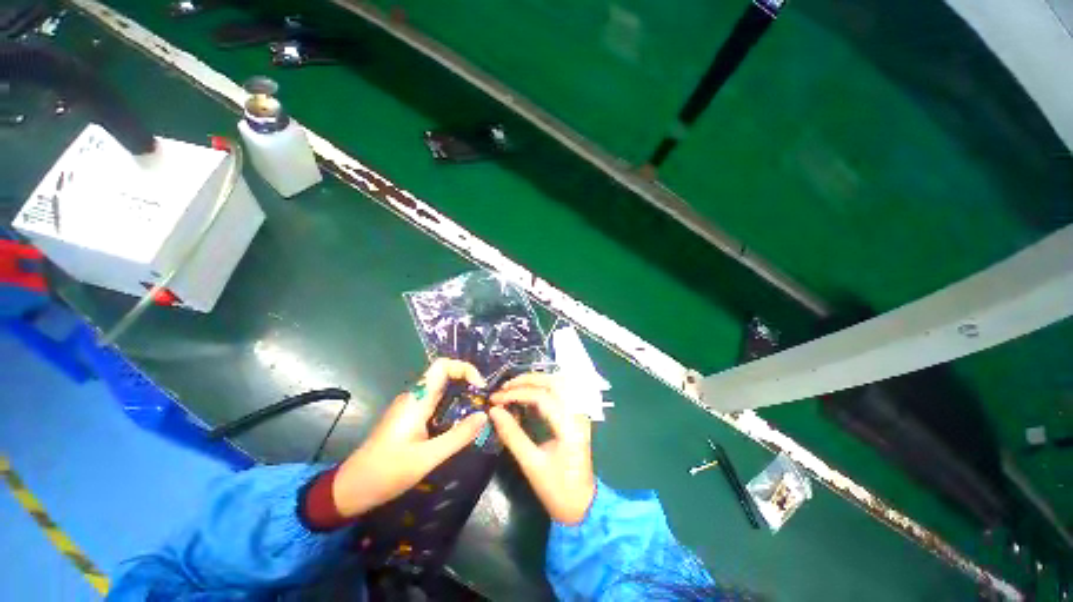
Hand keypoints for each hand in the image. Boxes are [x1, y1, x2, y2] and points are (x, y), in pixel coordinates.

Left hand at [332, 358, 488, 517]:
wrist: (351, 490)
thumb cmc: (386, 473)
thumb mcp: (426, 458)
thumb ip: (458, 436)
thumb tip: (484, 416)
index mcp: (417, 399)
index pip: (442, 365)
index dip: (464, 369)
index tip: (480, 388)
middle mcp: (415, 397)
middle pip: (445, 376)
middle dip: (468, 384)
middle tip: (484, 404)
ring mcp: (412, 408)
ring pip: (443, 391)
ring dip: (462, 398)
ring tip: (477, 415)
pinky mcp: (411, 419)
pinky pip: (437, 405)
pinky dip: (453, 409)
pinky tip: (460, 427)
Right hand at [488, 373, 595, 524]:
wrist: (581, 505)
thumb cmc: (557, 488)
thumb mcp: (531, 464)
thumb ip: (512, 435)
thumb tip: (494, 411)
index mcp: (569, 426)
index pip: (542, 396)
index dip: (517, 393)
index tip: (495, 398)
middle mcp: (577, 413)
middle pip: (553, 382)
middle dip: (527, 380)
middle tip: (504, 387)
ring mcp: (579, 413)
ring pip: (558, 384)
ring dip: (535, 381)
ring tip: (513, 387)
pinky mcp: (575, 416)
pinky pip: (559, 393)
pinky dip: (542, 388)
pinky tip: (527, 394)